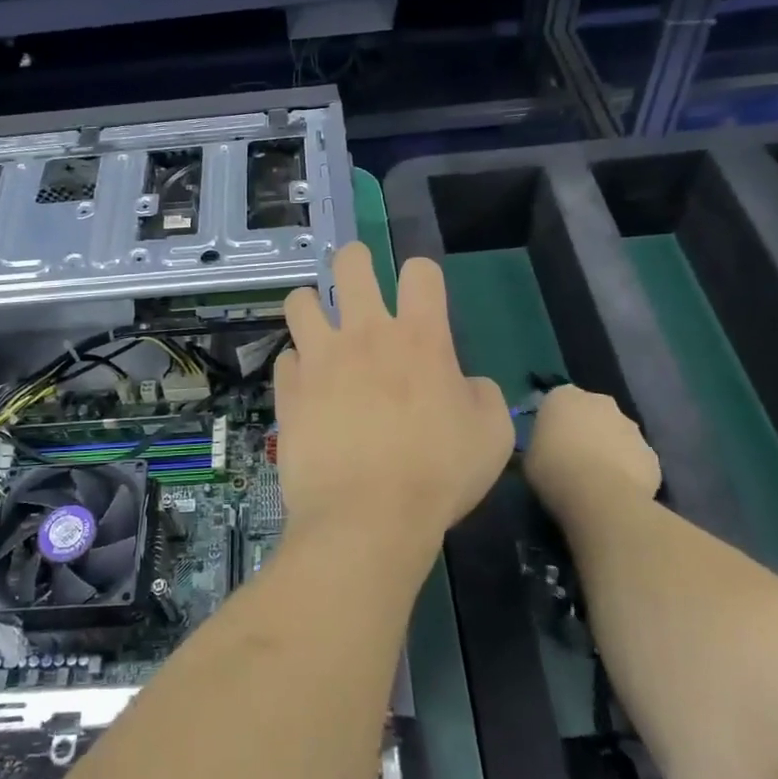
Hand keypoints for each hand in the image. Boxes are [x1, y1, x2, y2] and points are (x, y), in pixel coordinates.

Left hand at [275, 244, 512, 569]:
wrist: (366, 518)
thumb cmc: (438, 476)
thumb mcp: (491, 435)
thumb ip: (481, 395)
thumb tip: (462, 384)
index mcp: (419, 338)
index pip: (420, 272)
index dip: (422, 276)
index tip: (420, 295)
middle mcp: (365, 334)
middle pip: (351, 265)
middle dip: (355, 260)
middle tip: (357, 277)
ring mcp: (320, 359)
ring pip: (301, 301)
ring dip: (311, 306)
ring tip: (319, 325)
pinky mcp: (289, 389)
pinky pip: (286, 358)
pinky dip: (297, 366)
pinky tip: (306, 385)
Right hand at [524, 386, 661, 513]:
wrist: (599, 496)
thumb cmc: (553, 470)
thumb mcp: (529, 456)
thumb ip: (541, 444)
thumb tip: (548, 448)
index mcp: (564, 396)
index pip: (558, 401)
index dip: (555, 422)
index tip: (549, 442)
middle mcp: (600, 402)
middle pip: (592, 412)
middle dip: (586, 429)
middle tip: (573, 457)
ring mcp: (631, 426)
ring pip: (617, 434)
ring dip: (609, 448)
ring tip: (597, 478)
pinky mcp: (651, 453)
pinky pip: (634, 458)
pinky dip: (627, 469)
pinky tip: (617, 490)